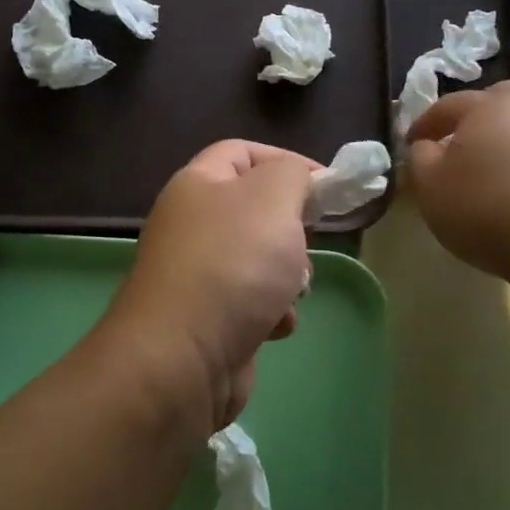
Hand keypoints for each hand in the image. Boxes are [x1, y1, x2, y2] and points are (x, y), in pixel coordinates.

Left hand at [103, 140, 316, 435]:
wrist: (183, 358)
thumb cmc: (233, 264)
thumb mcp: (273, 198)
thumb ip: (292, 174)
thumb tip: (297, 180)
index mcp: (197, 185)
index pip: (241, 152)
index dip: (285, 159)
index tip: (326, 185)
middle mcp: (192, 225)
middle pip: (255, 209)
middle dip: (291, 227)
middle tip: (305, 242)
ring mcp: (198, 274)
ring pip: (260, 260)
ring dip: (288, 275)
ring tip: (292, 291)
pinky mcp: (208, 319)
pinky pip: (253, 303)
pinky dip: (271, 312)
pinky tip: (274, 325)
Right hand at [405, 81, 509, 285]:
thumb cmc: (486, 210)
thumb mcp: (430, 188)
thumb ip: (421, 159)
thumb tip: (426, 145)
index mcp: (487, 108)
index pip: (448, 105)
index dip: (427, 123)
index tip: (412, 143)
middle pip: (502, 95)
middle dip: (481, 112)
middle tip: (467, 140)